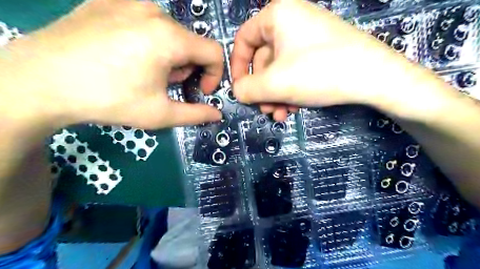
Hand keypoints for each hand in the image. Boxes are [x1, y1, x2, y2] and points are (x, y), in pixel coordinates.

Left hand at [2, 0, 223, 128]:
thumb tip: (217, 115)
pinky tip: (126, 56)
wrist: (39, 81)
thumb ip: (195, 114)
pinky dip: (149, 41)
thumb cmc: (109, 100)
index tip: (199, 91)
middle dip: (187, 68)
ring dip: (169, 56)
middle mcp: (155, 12)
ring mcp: (129, 2)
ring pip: (170, 32)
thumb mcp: (160, 114)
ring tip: (145, 72)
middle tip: (165, 85)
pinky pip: (145, 22)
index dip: (214, 75)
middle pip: (191, 43)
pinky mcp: (108, 2)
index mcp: (170, 38)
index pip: (214, 52)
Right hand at [231, 0, 447, 120]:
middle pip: (263, 59)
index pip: (244, 39)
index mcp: (278, 15)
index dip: (238, 66)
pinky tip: (295, 107)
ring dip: (276, 95)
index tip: (240, 88)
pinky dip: (290, 90)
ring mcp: (307, 37)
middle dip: (262, 89)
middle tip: (265, 110)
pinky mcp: (319, 52)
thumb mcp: (275, 83)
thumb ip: (247, 89)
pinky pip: (295, 71)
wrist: (375, 78)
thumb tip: (236, 92)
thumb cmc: (319, 72)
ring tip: (281, 114)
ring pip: (279, 70)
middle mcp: (292, 21)